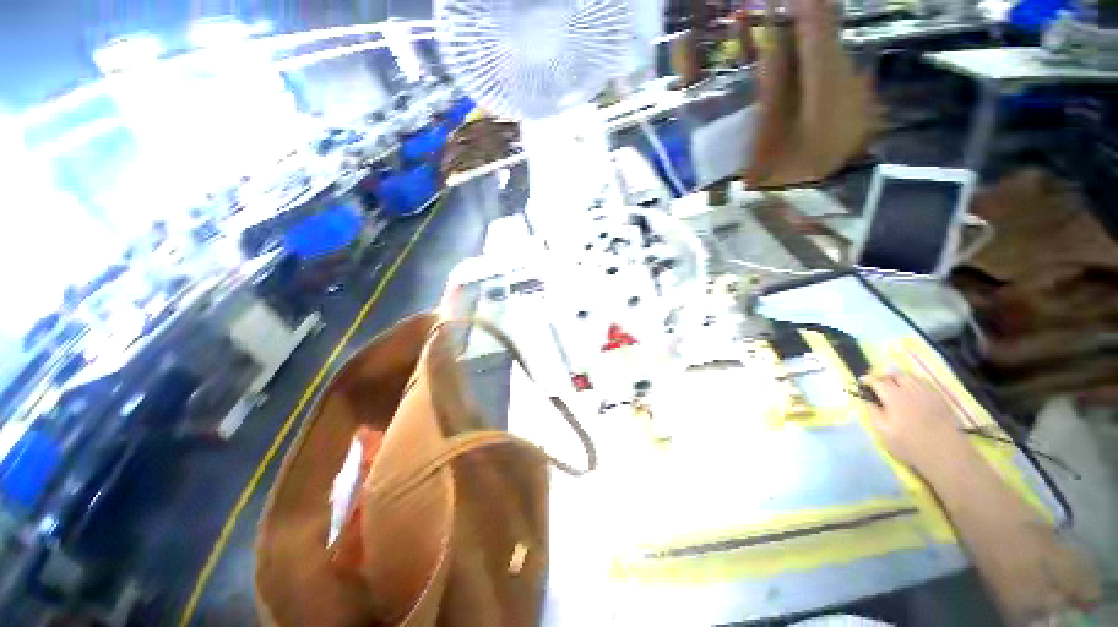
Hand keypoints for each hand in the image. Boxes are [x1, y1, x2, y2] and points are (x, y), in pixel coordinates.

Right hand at [863, 373, 973, 478]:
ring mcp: (927, 393)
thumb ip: (874, 413)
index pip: (877, 381)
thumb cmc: (910, 445)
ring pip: (910, 376)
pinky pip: (924, 382)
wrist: (946, 454)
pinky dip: (914, 381)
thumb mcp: (884, 433)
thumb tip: (868, 401)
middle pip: (894, 374)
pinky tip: (912, 388)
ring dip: (898, 377)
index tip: (862, 381)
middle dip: (883, 376)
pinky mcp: (939, 398)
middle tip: (877, 382)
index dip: (868, 379)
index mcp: (894, 398)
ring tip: (893, 383)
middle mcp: (910, 390)